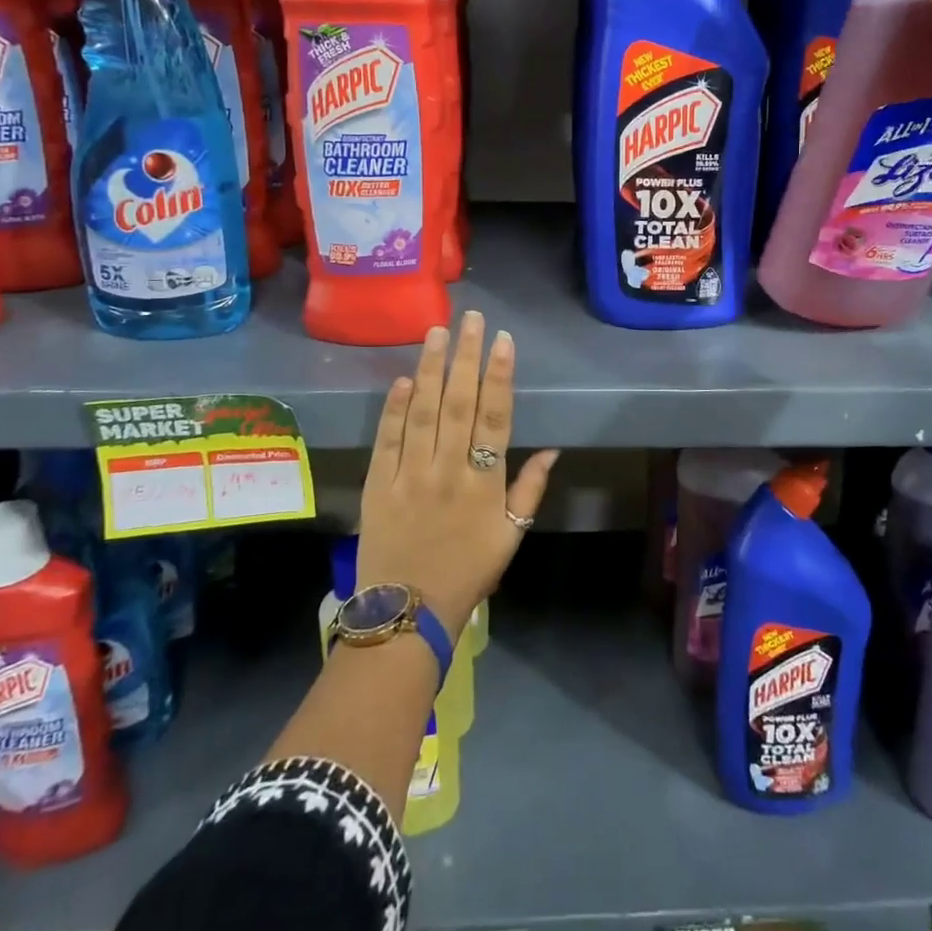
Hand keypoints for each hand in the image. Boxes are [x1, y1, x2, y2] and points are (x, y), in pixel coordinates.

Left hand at [356, 311, 557, 642]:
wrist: (407, 612)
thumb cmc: (467, 573)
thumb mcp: (511, 538)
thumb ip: (530, 491)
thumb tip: (552, 449)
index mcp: (484, 483)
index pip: (495, 418)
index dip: (499, 376)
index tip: (502, 340)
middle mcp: (448, 470)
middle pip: (458, 404)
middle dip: (465, 357)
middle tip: (470, 318)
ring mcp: (411, 475)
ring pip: (422, 412)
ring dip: (430, 369)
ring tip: (436, 332)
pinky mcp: (379, 484)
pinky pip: (388, 439)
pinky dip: (394, 408)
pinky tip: (403, 379)